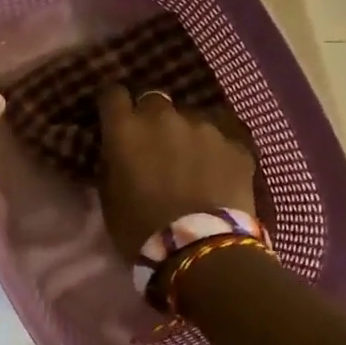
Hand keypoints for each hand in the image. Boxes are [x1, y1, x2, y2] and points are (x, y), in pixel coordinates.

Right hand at [96, 85, 256, 256]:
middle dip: (151, 119)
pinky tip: (218, 177)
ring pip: (191, 120)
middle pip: (154, 101)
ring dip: (187, 136)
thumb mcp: (109, 197)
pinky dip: (217, 154)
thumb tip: (117, 153)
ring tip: (192, 165)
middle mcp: (164, 117)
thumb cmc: (139, 228)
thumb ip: (112, 164)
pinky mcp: (236, 145)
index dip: (114, 105)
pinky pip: (222, 141)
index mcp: (126, 129)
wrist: (199, 249)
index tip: (115, 119)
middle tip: (154, 146)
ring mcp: (204, 128)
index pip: (113, 94)